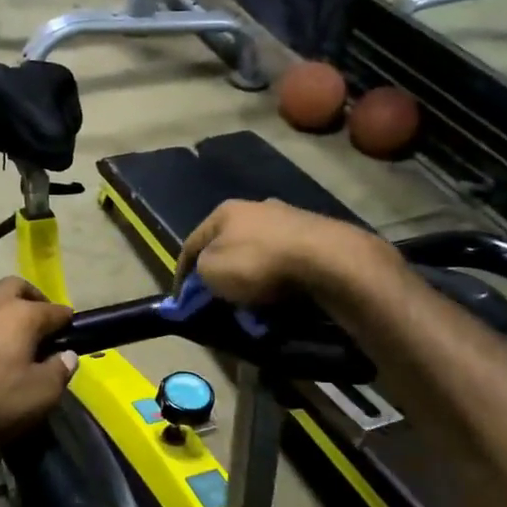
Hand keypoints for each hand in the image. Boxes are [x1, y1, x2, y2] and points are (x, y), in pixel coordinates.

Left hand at [0, 278, 76, 447]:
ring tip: (4, 328)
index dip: (67, 321)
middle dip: (32, 297)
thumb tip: (68, 355)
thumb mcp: (39, 396)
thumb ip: (59, 372)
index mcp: (22, 315)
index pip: (54, 310)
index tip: (72, 331)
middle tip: (39, 318)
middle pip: (16, 285)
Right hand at [174, 199, 395, 305]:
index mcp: (224, 211)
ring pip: (258, 249)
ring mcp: (288, 217)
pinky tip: (280, 291)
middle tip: (218, 296)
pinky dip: (278, 275)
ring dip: (252, 272)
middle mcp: (255, 206)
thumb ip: (199, 272)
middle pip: (228, 243)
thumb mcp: (212, 272)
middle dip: (221, 269)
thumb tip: (204, 274)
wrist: (325, 259)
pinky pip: (285, 258)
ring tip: (252, 298)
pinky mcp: (315, 233)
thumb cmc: (258, 263)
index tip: (181, 299)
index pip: (192, 243)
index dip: (182, 273)